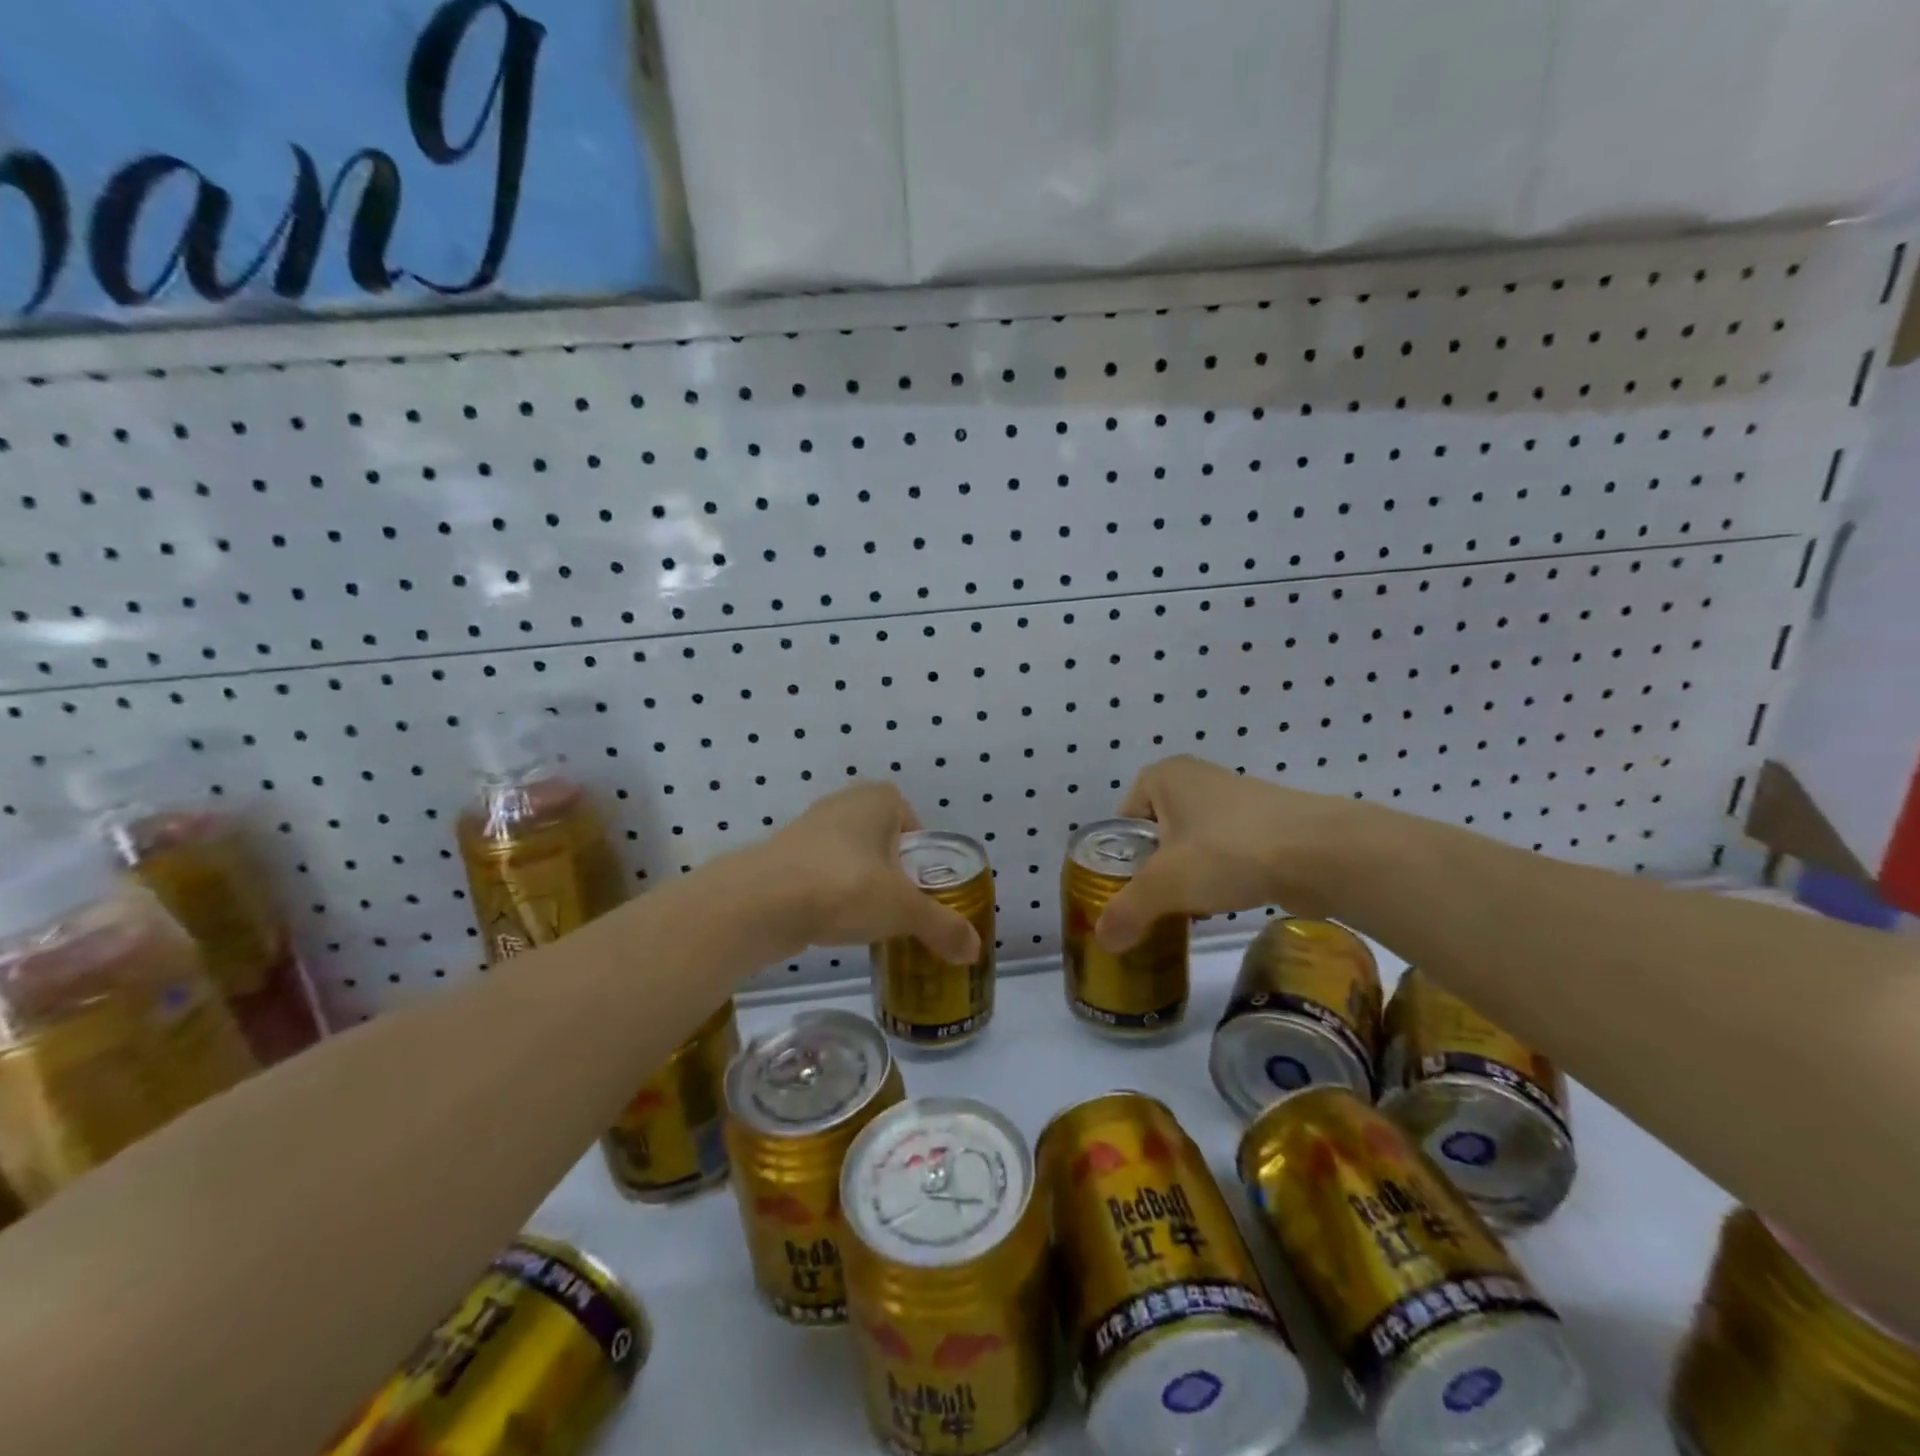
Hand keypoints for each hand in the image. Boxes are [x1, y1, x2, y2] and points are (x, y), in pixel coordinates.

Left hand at [760, 782, 980, 962]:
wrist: (761, 903)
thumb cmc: (845, 886)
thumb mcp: (904, 910)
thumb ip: (942, 927)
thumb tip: (974, 951)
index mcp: (878, 799)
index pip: (913, 822)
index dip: (921, 856)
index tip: (923, 888)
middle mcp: (843, 804)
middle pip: (882, 841)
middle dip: (893, 873)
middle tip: (902, 908)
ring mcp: (808, 829)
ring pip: (850, 858)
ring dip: (860, 885)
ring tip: (870, 921)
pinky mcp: (783, 859)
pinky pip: (821, 875)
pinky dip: (831, 896)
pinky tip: (835, 924)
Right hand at [1095, 755, 1373, 951]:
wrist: (1320, 853)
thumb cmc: (1227, 851)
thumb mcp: (1164, 885)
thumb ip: (1127, 911)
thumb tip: (1103, 941)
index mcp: (1163, 776)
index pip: (1122, 821)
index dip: (1119, 859)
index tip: (1127, 893)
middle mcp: (1196, 778)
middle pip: (1157, 835)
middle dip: (1154, 872)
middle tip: (1154, 906)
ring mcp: (1235, 799)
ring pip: (1192, 845)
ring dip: (1188, 878)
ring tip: (1188, 911)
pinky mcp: (1266, 823)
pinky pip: (1226, 851)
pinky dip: (1220, 877)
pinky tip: (1223, 904)